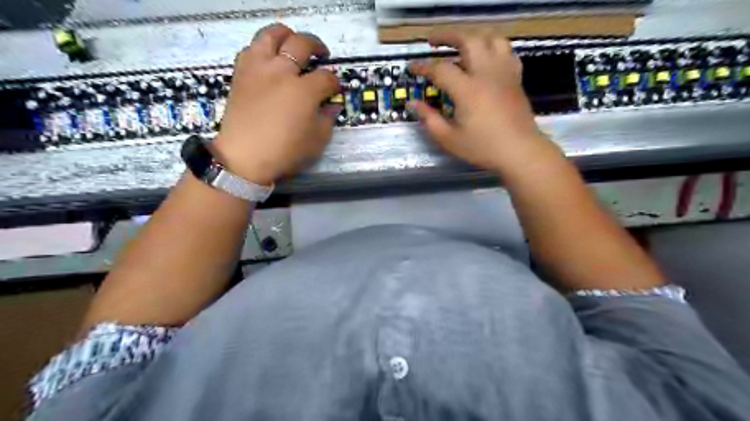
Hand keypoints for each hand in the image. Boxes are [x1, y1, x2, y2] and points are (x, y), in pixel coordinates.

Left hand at [210, 22, 339, 182]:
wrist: (244, 156)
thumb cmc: (285, 151)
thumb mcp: (316, 141)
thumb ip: (327, 119)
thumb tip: (332, 105)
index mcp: (304, 91)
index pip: (326, 77)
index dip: (335, 83)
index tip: (335, 90)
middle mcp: (281, 72)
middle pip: (302, 44)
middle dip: (317, 46)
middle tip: (322, 54)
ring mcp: (258, 68)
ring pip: (272, 34)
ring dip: (286, 35)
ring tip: (292, 43)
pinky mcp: (241, 73)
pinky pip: (251, 48)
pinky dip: (262, 48)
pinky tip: (269, 59)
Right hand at [410, 31, 562, 174]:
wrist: (520, 151)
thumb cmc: (483, 147)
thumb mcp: (449, 138)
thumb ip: (429, 119)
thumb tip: (413, 104)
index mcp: (468, 90)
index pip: (440, 69)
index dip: (423, 67)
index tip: (412, 68)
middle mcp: (487, 74)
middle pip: (468, 39)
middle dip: (447, 36)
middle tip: (433, 41)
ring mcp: (504, 73)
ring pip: (492, 38)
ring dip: (473, 35)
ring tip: (460, 41)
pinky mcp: (515, 78)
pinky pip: (506, 51)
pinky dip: (493, 47)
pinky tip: (486, 56)